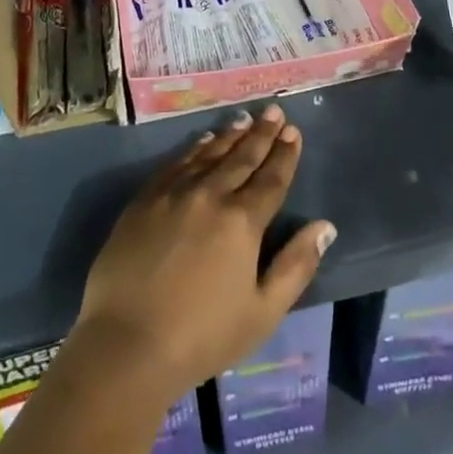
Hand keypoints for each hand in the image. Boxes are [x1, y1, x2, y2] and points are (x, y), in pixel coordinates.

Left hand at [76, 103, 335, 394]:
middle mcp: (210, 195)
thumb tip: (325, 227)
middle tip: (273, 111)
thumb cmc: (202, 336)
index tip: (293, 131)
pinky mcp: (146, 199)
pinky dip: (195, 148)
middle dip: (261, 133)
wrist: (127, 342)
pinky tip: (203, 141)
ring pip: (209, 154)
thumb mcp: (262, 312)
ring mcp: (174, 193)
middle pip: (242, 157)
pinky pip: (177, 162)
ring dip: (230, 135)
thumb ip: (296, 266)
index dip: (284, 154)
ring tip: (244, 119)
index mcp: (242, 221)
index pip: (271, 178)